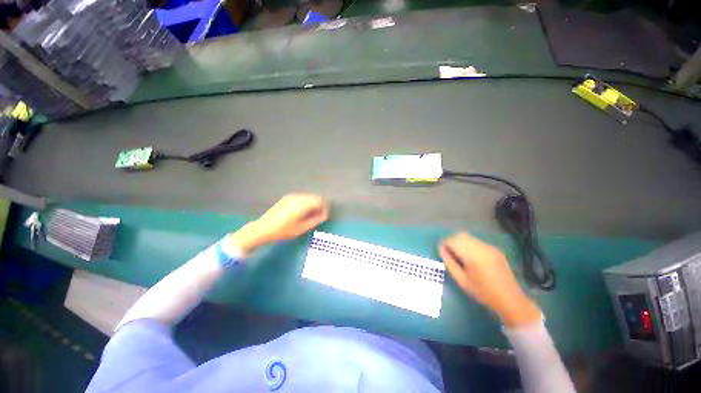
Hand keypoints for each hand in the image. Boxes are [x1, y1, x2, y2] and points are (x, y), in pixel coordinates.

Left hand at [227, 194, 328, 254]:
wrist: (263, 228)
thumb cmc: (283, 231)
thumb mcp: (301, 229)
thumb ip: (315, 221)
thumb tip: (324, 216)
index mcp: (302, 204)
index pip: (319, 202)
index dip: (325, 208)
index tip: (325, 217)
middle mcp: (298, 197)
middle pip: (315, 197)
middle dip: (320, 206)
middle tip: (320, 216)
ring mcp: (292, 196)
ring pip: (309, 197)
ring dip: (313, 204)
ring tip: (312, 215)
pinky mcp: (288, 198)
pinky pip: (302, 197)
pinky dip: (307, 203)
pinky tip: (303, 212)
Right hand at [438, 232, 540, 327]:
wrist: (510, 300)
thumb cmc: (483, 293)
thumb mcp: (461, 280)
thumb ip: (449, 263)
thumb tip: (441, 249)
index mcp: (473, 255)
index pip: (453, 241)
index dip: (444, 245)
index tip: (442, 253)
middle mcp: (481, 247)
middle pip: (460, 235)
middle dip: (452, 242)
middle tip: (450, 254)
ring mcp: (490, 247)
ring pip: (469, 237)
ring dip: (461, 243)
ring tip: (460, 256)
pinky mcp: (495, 249)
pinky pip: (477, 242)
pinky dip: (470, 245)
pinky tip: (472, 258)